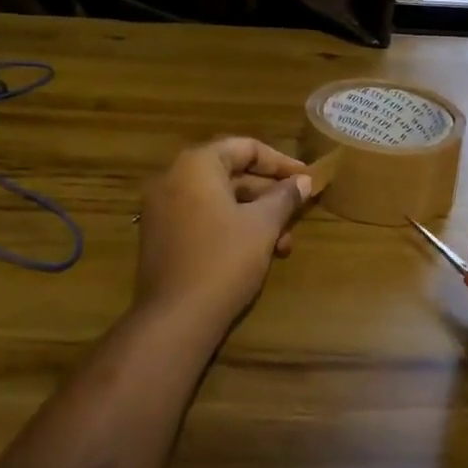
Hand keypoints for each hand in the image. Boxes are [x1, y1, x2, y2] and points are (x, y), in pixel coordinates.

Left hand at [135, 138, 312, 334]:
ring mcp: (162, 208)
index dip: (281, 162)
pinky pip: (202, 217)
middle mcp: (173, 177)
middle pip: (231, 173)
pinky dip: (231, 226)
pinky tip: (257, 253)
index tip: (307, 179)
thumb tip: (302, 182)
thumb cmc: (223, 260)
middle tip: (298, 212)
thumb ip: (284, 198)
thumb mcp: (262, 225)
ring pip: (219, 199)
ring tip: (284, 245)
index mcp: (196, 164)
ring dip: (254, 215)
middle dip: (269, 194)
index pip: (245, 148)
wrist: (174, 319)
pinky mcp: (160, 236)